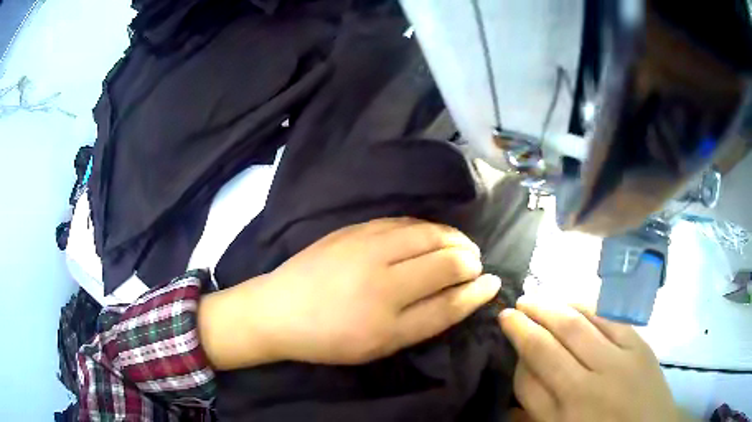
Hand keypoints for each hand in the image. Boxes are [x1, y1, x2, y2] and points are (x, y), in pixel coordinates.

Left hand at [199, 218, 500, 369]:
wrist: (279, 309)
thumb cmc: (331, 338)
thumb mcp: (380, 345)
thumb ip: (425, 321)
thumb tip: (463, 294)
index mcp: (388, 321)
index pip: (451, 301)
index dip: (478, 291)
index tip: (493, 283)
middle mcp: (382, 280)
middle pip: (446, 260)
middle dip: (471, 259)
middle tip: (476, 264)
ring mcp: (366, 247)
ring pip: (429, 232)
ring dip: (453, 238)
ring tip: (461, 246)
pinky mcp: (354, 229)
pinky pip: (404, 221)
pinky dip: (426, 227)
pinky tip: (431, 235)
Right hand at [499, 297, 678, 421]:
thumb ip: (536, 411)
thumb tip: (519, 382)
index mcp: (562, 417)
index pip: (526, 379)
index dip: (516, 354)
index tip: (509, 334)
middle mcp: (586, 388)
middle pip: (547, 346)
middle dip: (525, 324)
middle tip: (511, 308)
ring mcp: (617, 362)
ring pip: (576, 325)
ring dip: (550, 308)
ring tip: (534, 298)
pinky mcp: (639, 346)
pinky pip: (607, 319)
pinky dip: (585, 307)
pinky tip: (571, 301)